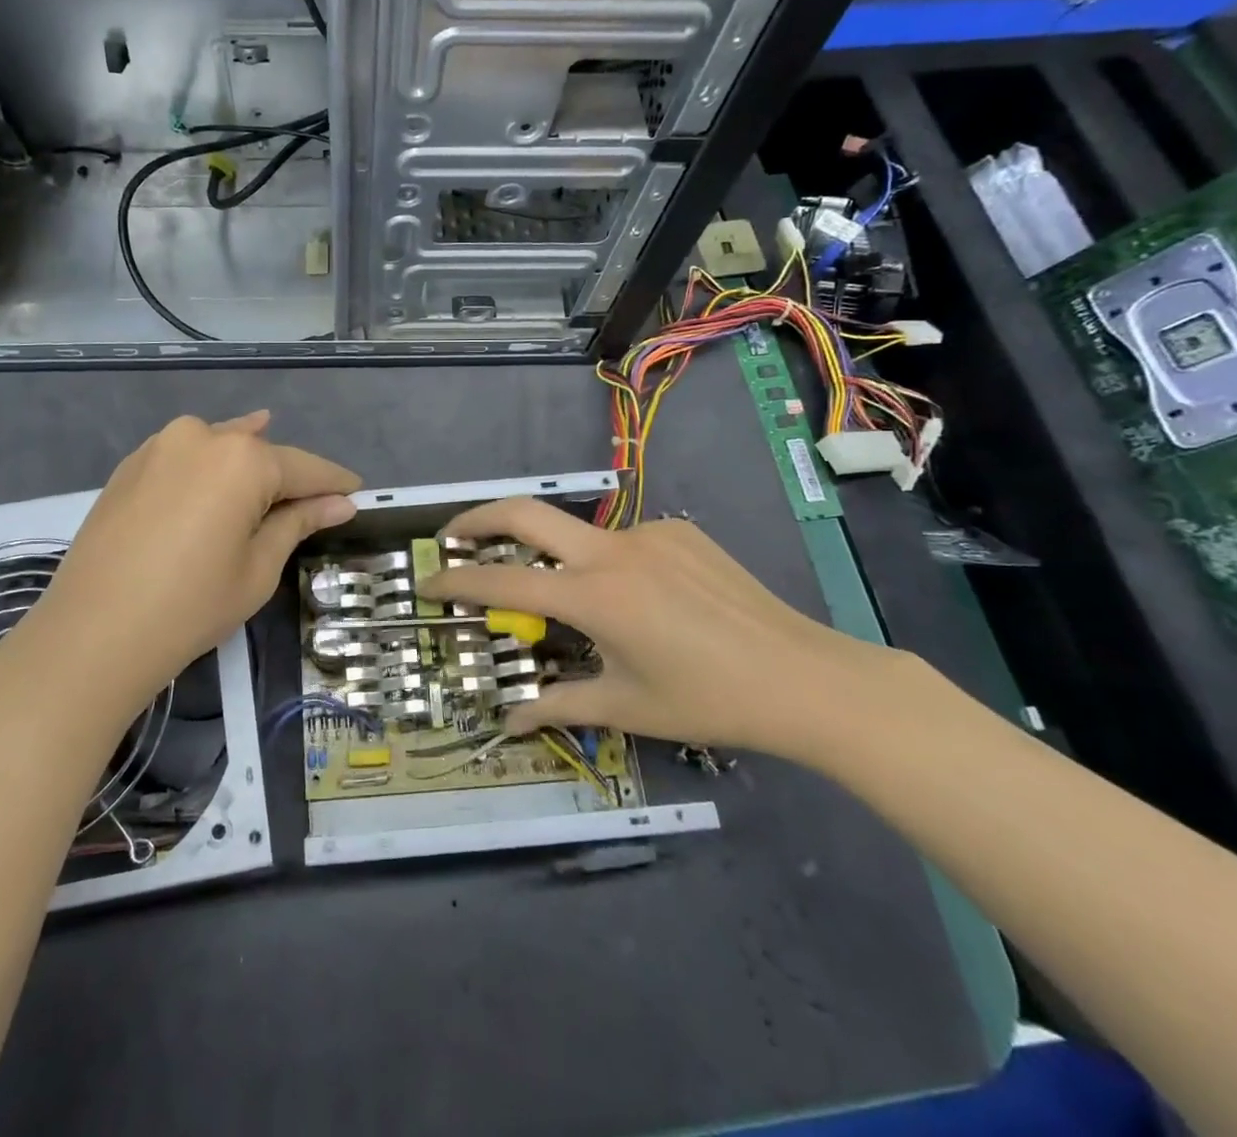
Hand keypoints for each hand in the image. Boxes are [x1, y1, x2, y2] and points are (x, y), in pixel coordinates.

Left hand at [9, 412, 359, 727]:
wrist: (91, 634)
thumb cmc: (190, 606)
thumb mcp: (257, 568)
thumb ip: (298, 523)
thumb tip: (340, 503)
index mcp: (242, 459)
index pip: (304, 467)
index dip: (333, 483)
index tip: (357, 492)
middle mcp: (201, 436)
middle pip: (260, 453)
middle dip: (288, 476)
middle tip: (313, 499)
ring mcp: (159, 446)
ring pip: (220, 447)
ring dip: (247, 463)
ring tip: (270, 474)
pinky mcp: (130, 466)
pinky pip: (184, 456)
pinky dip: (208, 466)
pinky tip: (218, 473)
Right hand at [422, 499, 897, 755]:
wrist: (807, 677)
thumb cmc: (709, 701)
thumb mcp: (627, 707)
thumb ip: (559, 705)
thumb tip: (509, 723)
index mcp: (594, 598)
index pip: (502, 584)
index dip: (457, 583)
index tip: (428, 582)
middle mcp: (612, 551)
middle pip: (525, 512)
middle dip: (478, 519)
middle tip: (453, 538)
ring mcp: (648, 533)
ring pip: (579, 534)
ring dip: (555, 556)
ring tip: (573, 600)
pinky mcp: (680, 531)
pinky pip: (625, 541)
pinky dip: (608, 564)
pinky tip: (641, 601)